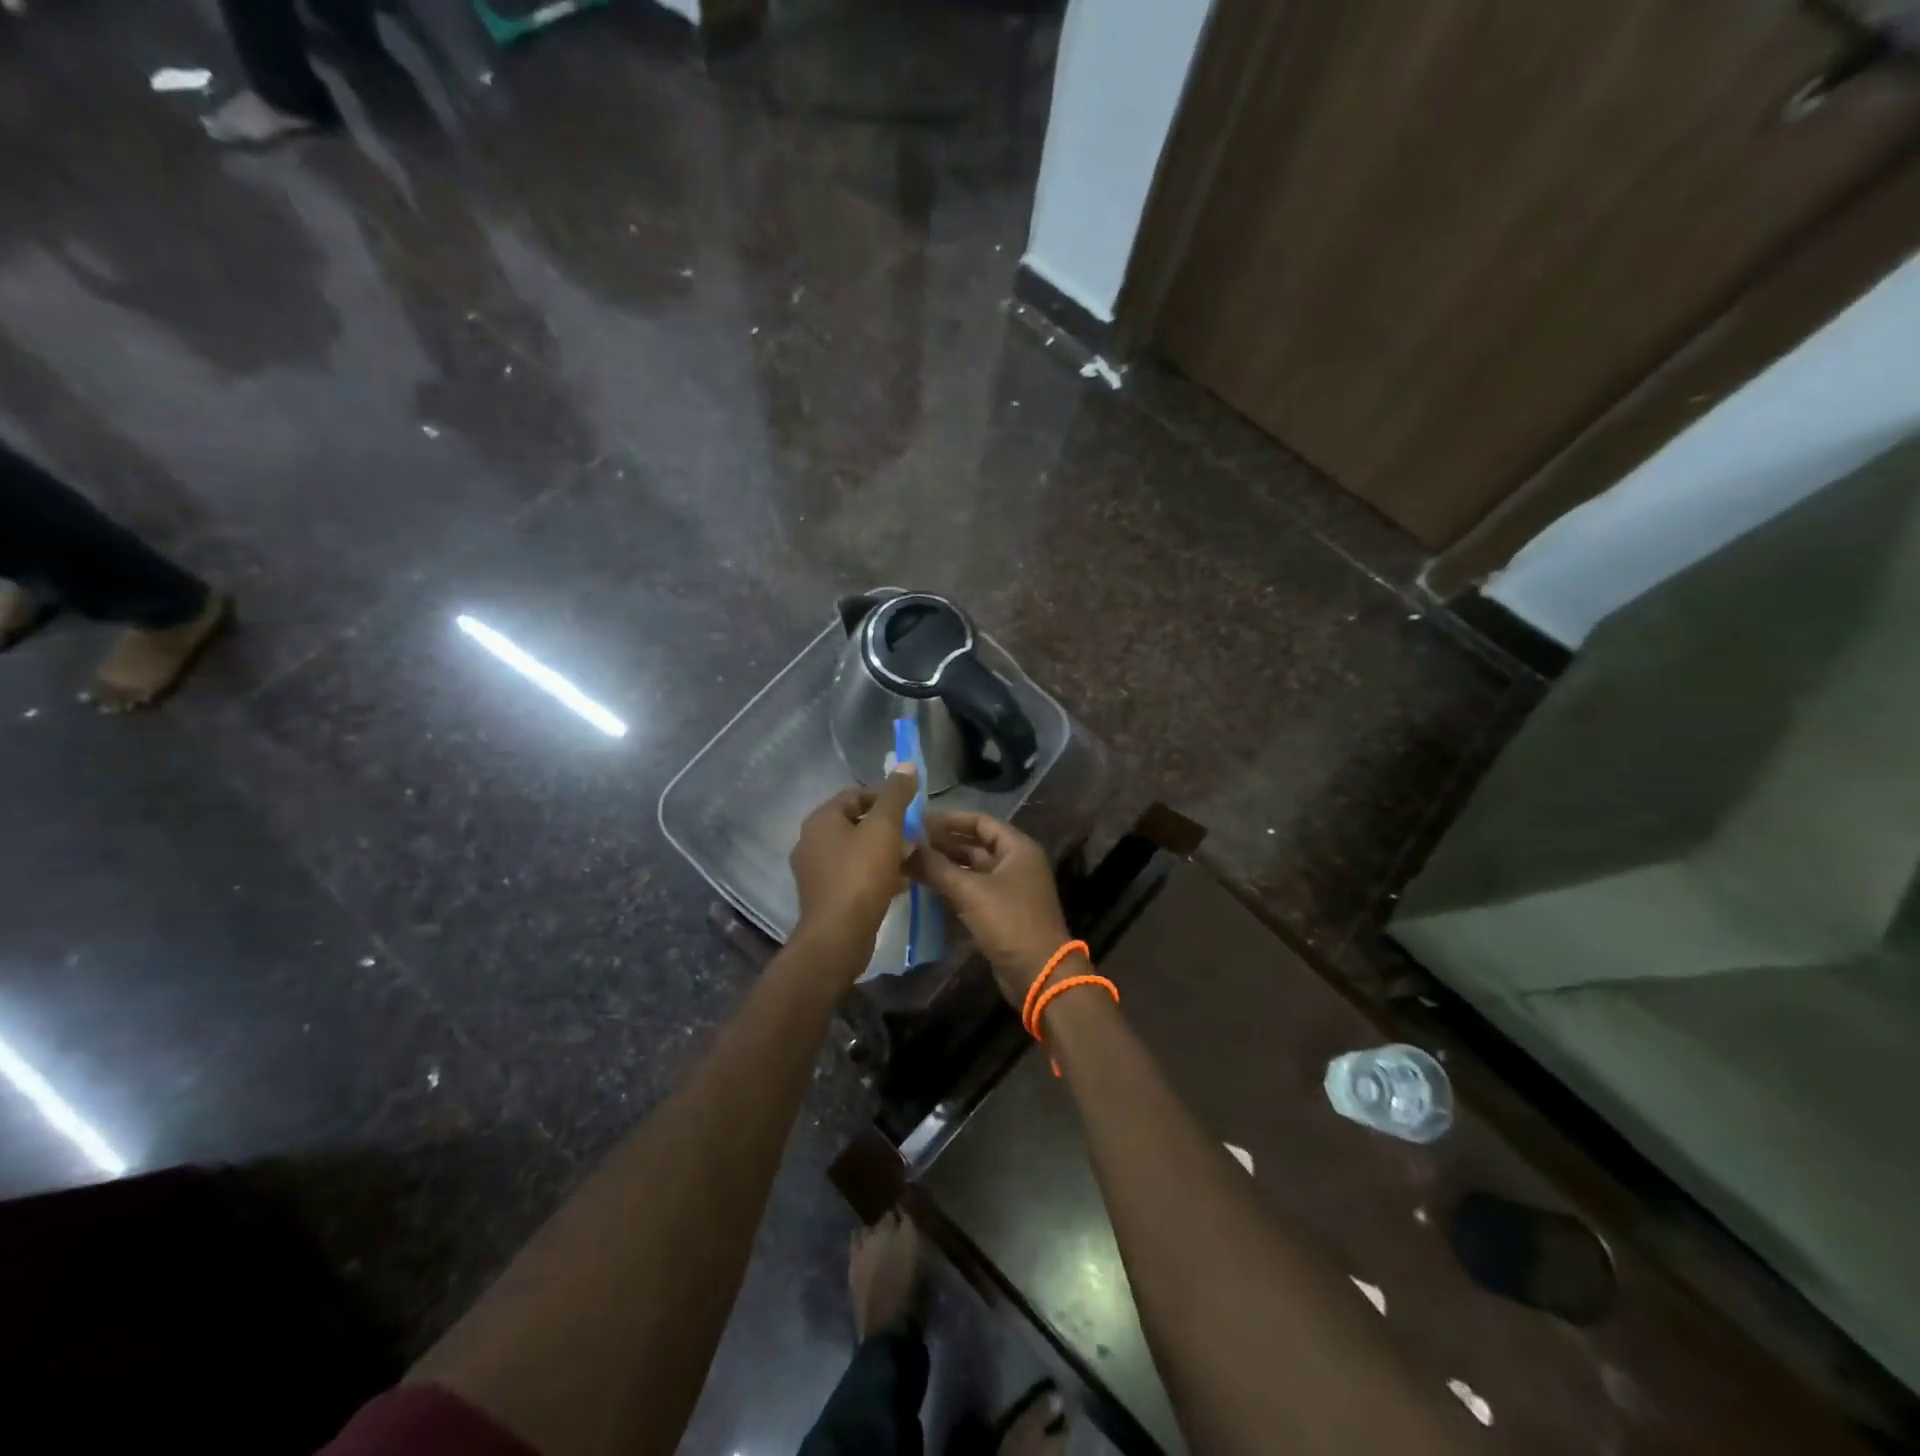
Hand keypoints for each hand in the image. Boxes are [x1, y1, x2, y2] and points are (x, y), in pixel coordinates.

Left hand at [789, 768, 918, 964]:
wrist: (838, 936)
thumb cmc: (861, 875)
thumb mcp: (884, 828)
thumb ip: (896, 795)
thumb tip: (905, 765)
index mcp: (820, 820)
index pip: (855, 794)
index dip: (885, 796)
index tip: (910, 808)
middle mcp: (811, 841)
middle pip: (855, 822)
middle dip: (887, 826)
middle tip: (914, 835)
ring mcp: (815, 871)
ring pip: (856, 850)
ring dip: (883, 851)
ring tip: (910, 859)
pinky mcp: (824, 896)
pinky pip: (853, 874)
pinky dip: (875, 873)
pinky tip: (898, 882)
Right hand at [908, 811, 1072, 1006]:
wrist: (1040, 974)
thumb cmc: (1010, 922)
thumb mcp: (970, 891)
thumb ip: (935, 867)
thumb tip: (902, 846)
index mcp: (1017, 848)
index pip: (980, 821)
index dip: (950, 819)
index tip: (918, 819)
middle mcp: (1016, 863)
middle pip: (975, 845)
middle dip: (943, 844)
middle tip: (907, 843)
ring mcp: (1010, 889)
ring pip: (972, 870)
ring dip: (944, 867)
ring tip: (909, 863)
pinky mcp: (1001, 913)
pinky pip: (973, 892)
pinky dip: (952, 888)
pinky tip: (924, 889)